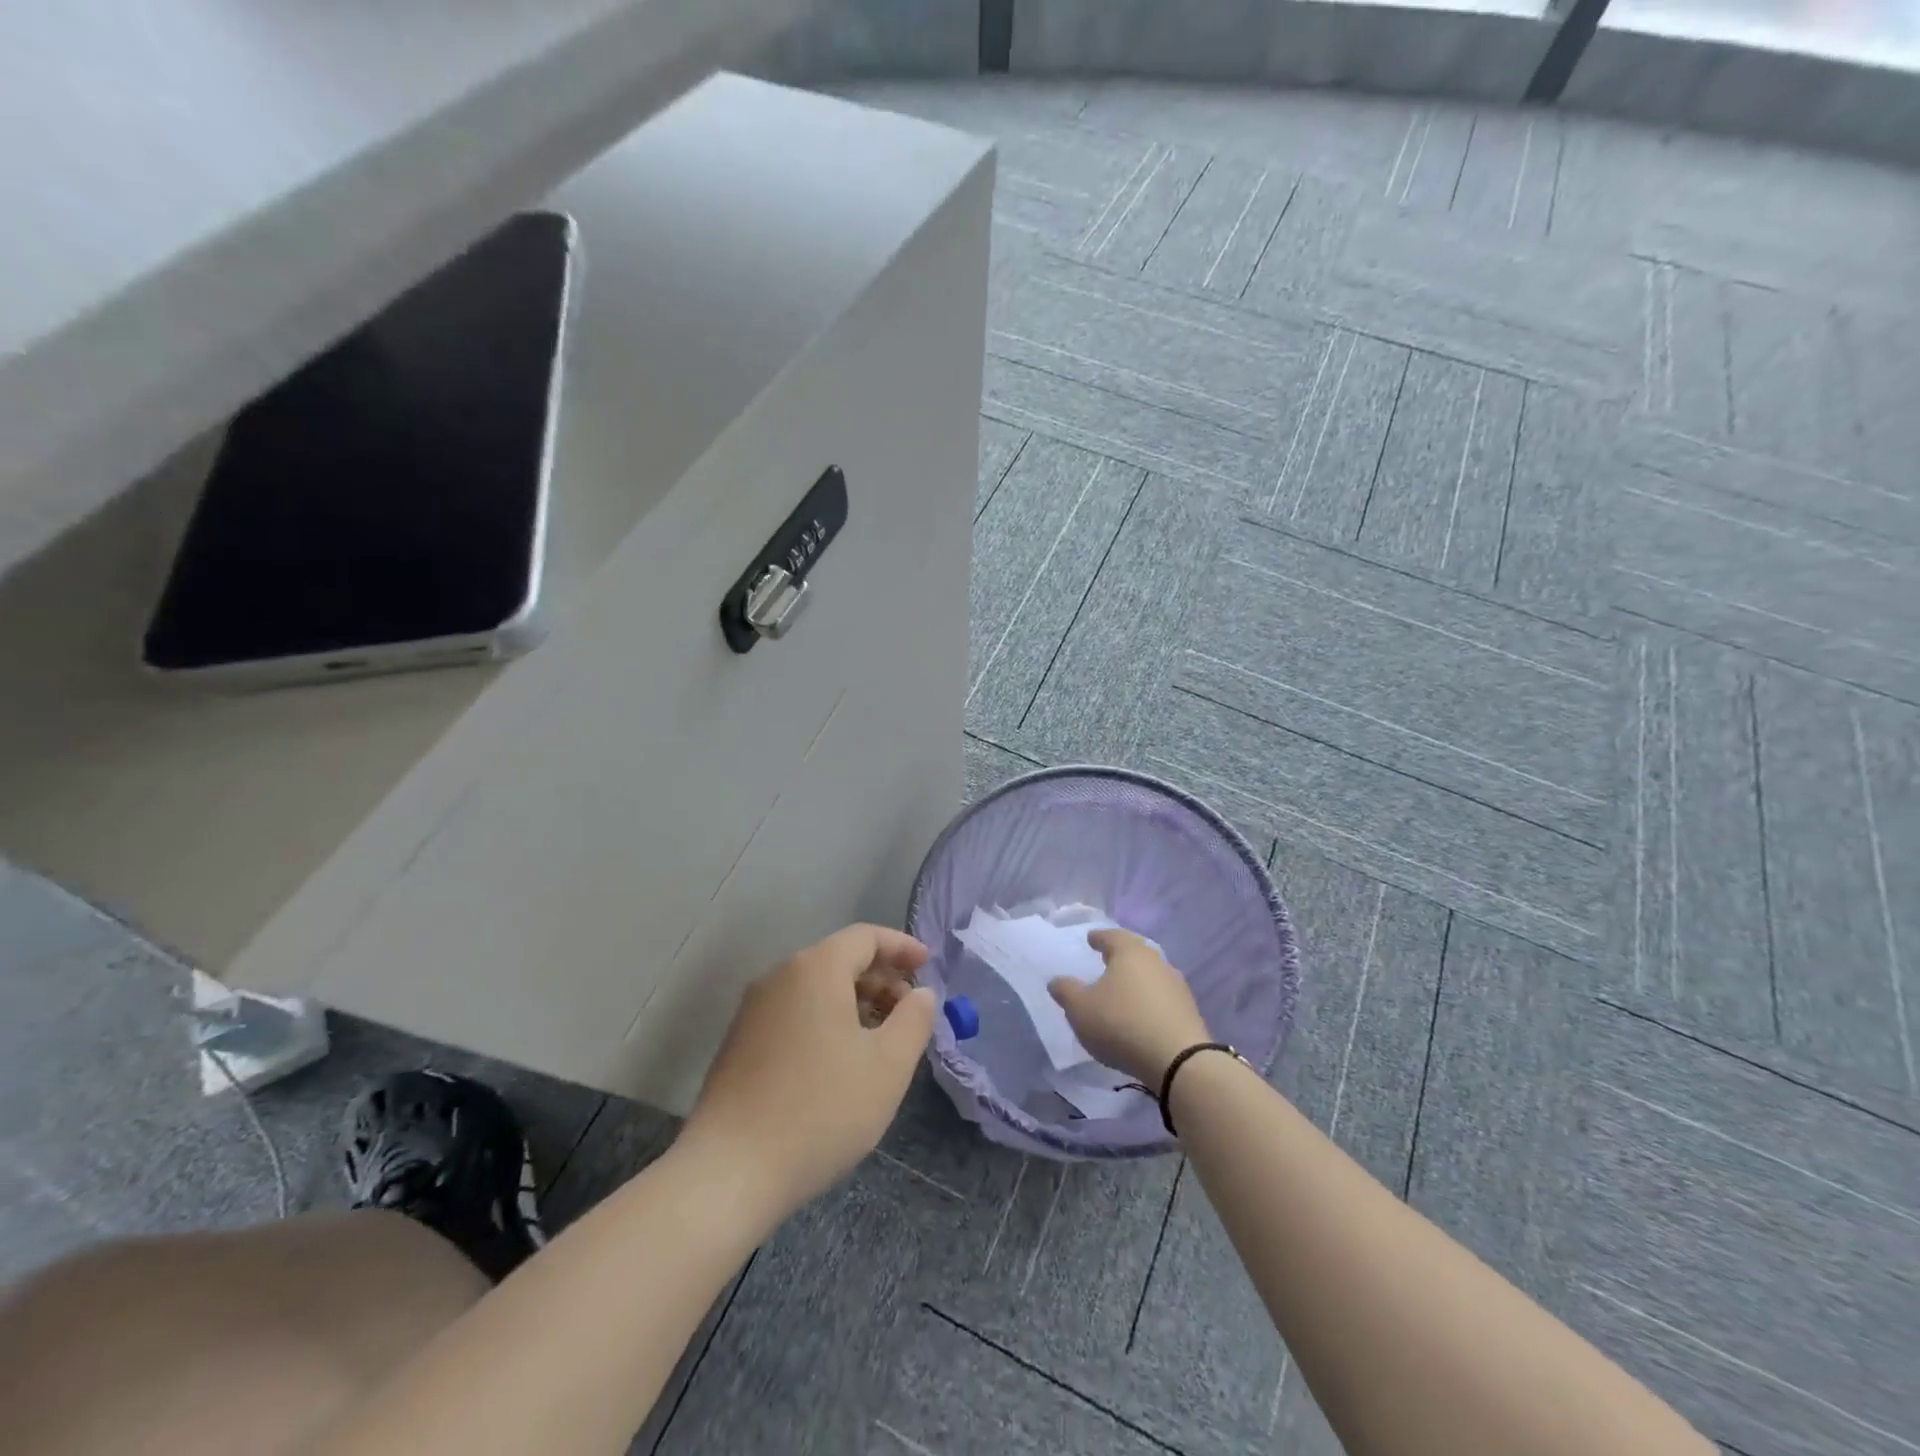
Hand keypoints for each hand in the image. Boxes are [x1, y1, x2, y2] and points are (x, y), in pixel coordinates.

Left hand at [684, 924, 935, 1214]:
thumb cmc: (821, 1110)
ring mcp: (753, 1010)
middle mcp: (779, 977)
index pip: (865, 937)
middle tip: (910, 1013)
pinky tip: (840, 1062)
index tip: (927, 965)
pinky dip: (826, 1021)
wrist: (729, 1173)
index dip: (901, 947)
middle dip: (881, 979)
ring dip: (854, 1002)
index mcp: (815, 969)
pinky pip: (794, 1013)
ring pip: (815, 988)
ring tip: (880, 1040)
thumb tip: (921, 994)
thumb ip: (914, 1019)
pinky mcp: (739, 1043)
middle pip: (839, 959)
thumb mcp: (888, 1066)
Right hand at [1049, 929, 1209, 1084]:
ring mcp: (1176, 986)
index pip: (1112, 936)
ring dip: (1136, 980)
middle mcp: (1156, 961)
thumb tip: (1057, 980)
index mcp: (1130, 952)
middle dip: (1120, 956)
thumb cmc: (1122, 1024)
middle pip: (1135, 953)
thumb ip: (1066, 991)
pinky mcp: (1188, 1011)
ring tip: (1122, 991)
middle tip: (1105, 961)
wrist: (1179, 1061)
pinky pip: (1162, 998)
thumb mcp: (1081, 1009)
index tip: (1090, 939)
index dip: (1099, 937)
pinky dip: (1149, 1001)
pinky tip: (1141, 1015)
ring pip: (1150, 975)